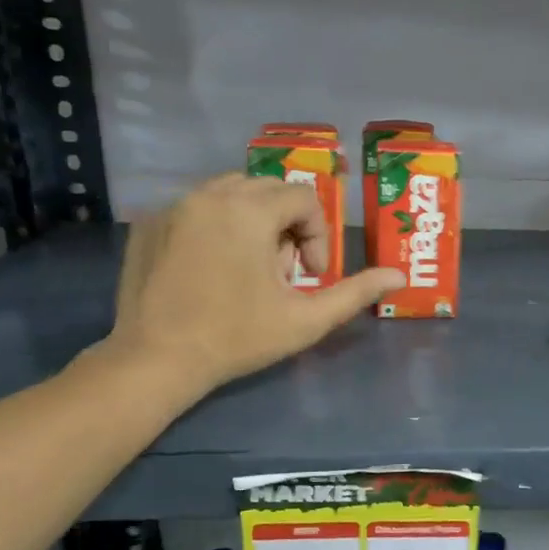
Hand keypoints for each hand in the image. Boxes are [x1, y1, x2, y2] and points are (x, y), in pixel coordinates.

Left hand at [107, 173, 403, 395]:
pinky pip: (196, 206)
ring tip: (251, 266)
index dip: (317, 235)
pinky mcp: (149, 223)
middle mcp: (210, 194)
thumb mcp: (306, 319)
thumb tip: (399, 276)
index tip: (309, 276)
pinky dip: (216, 225)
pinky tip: (213, 267)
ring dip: (254, 219)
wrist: (156, 360)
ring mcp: (173, 206)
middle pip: (269, 189)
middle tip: (283, 271)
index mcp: (249, 211)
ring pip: (231, 191)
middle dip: (287, 224)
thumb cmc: (237, 338)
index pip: (303, 198)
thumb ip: (355, 292)